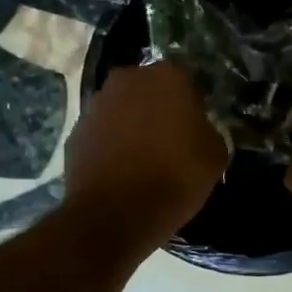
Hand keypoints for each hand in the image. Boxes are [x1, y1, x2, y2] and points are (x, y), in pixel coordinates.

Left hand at [66, 63, 226, 247]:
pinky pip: (103, 131)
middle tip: (171, 140)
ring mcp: (97, 103)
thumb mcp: (216, 156)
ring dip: (133, 124)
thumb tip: (199, 130)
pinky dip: (111, 144)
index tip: (197, 129)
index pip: (188, 82)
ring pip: (124, 108)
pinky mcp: (76, 130)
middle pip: (151, 89)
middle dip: (160, 108)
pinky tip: (122, 169)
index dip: (194, 105)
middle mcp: (129, 79)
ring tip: (145, 157)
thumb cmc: (175, 177)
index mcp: (169, 77)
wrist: (115, 213)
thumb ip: (209, 131)